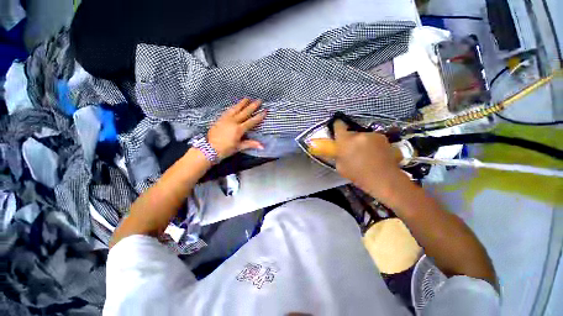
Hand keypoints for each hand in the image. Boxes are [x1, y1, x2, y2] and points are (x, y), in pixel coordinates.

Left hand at [207, 99, 266, 158]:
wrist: (209, 149)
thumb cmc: (226, 149)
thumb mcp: (239, 147)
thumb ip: (251, 144)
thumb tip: (263, 146)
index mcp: (239, 129)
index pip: (252, 121)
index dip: (259, 116)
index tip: (265, 110)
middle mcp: (233, 122)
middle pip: (245, 112)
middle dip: (253, 106)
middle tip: (259, 100)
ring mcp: (226, 119)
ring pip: (235, 109)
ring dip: (242, 103)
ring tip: (247, 98)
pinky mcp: (220, 119)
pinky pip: (228, 110)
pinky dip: (233, 107)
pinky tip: (235, 105)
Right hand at [333, 120, 404, 196]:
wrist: (384, 179)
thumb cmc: (358, 175)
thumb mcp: (340, 167)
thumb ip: (337, 155)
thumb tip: (337, 151)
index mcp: (345, 141)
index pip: (338, 125)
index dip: (337, 126)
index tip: (337, 129)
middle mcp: (358, 134)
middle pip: (351, 132)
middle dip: (350, 139)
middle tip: (351, 150)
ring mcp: (372, 135)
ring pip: (363, 136)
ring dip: (362, 142)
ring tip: (365, 154)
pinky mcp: (383, 138)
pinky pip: (373, 139)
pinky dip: (372, 144)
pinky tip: (374, 155)